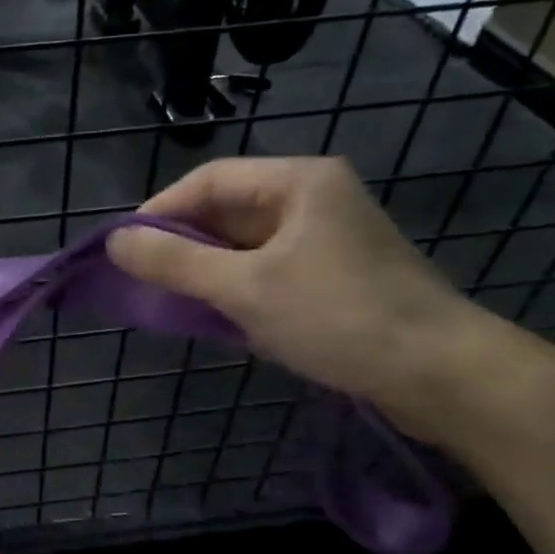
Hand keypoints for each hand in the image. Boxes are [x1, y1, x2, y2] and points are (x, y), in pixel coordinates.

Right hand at [108, 157, 515, 435]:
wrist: (439, 373)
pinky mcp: (334, 274)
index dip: (159, 211)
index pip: (208, 180)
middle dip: (182, 243)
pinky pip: (267, 269)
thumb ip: (175, 262)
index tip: (122, 249)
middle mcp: (313, 198)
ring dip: (207, 270)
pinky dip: (236, 288)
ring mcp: (326, 237)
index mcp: (298, 181)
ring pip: (245, 244)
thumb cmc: (338, 317)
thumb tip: (115, 242)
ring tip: (171, 300)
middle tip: (142, 280)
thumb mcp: (245, 288)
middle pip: (227, 210)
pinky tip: (216, 316)